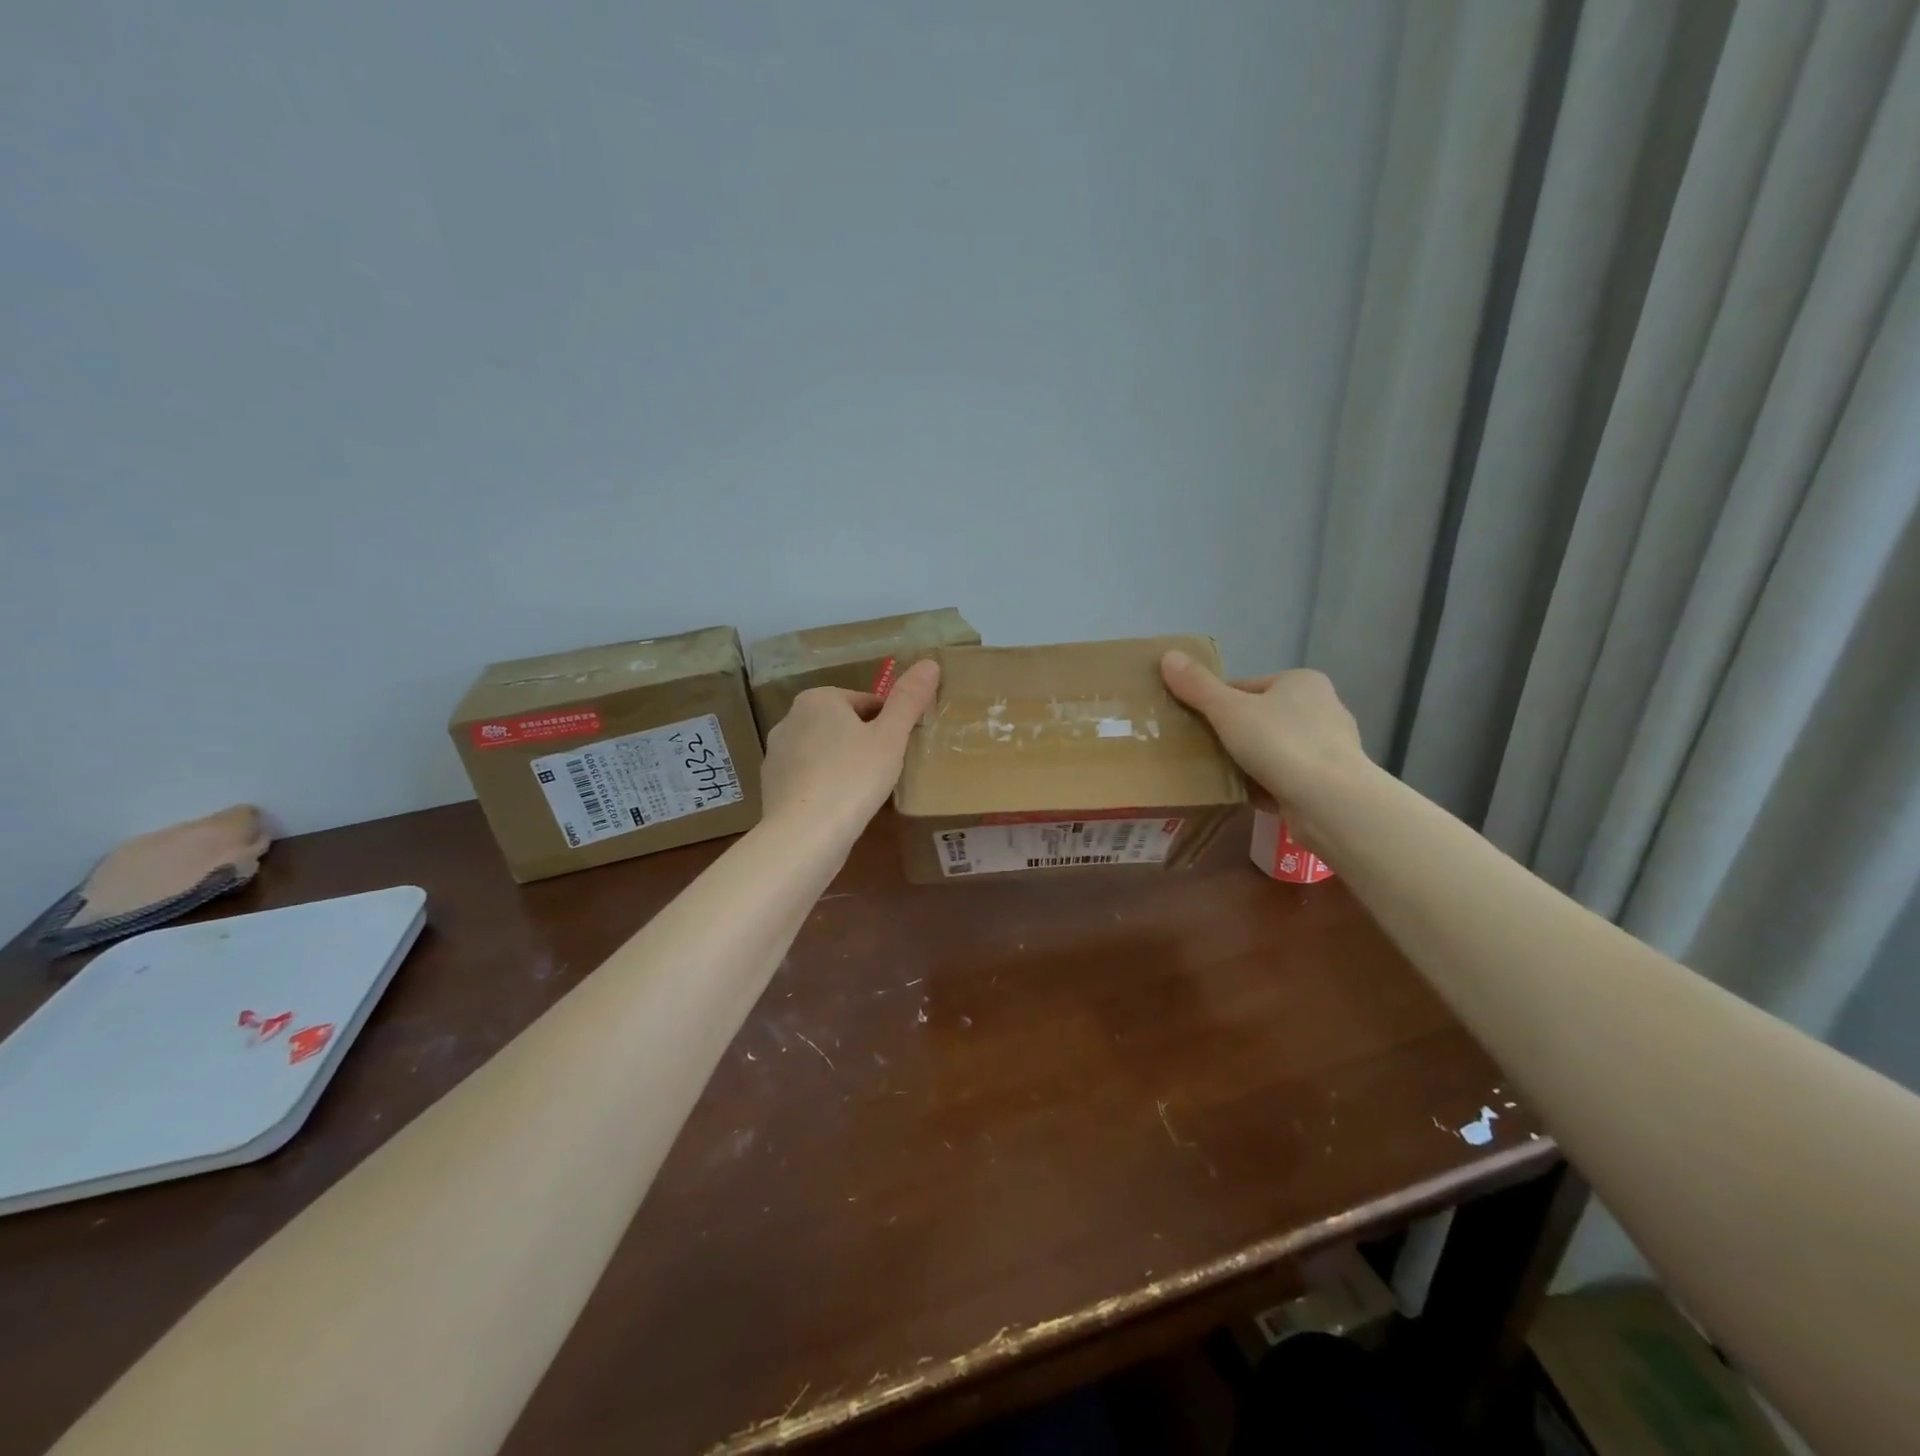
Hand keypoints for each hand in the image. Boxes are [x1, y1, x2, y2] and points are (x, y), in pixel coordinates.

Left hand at [760, 659, 940, 846]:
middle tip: (884, 772)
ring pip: (823, 751)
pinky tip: (839, 808)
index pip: (866, 703)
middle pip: (842, 725)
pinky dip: (824, 786)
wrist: (804, 834)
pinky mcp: (771, 785)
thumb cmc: (853, 778)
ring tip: (863, 793)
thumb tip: (930, 662)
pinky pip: (807, 778)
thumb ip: (909, 700)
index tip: (898, 751)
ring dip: (843, 764)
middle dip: (863, 743)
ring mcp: (776, 754)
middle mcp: (790, 718)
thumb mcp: (890, 737)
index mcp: (818, 699)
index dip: (888, 725)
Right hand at [1161, 650, 1365, 844]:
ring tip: (1219, 774)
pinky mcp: (1330, 781)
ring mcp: (1329, 747)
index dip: (1215, 703)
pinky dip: (1265, 784)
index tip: (1194, 725)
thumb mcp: (1228, 710)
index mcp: (1302, 682)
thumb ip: (1197, 686)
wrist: (1331, 802)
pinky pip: (1286, 777)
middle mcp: (1322, 708)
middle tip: (1201, 751)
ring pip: (1273, 749)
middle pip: (1260, 718)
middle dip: (1232, 734)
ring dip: (1248, 761)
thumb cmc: (1280, 744)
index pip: (1246, 687)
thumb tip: (1167, 655)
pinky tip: (1245, 795)